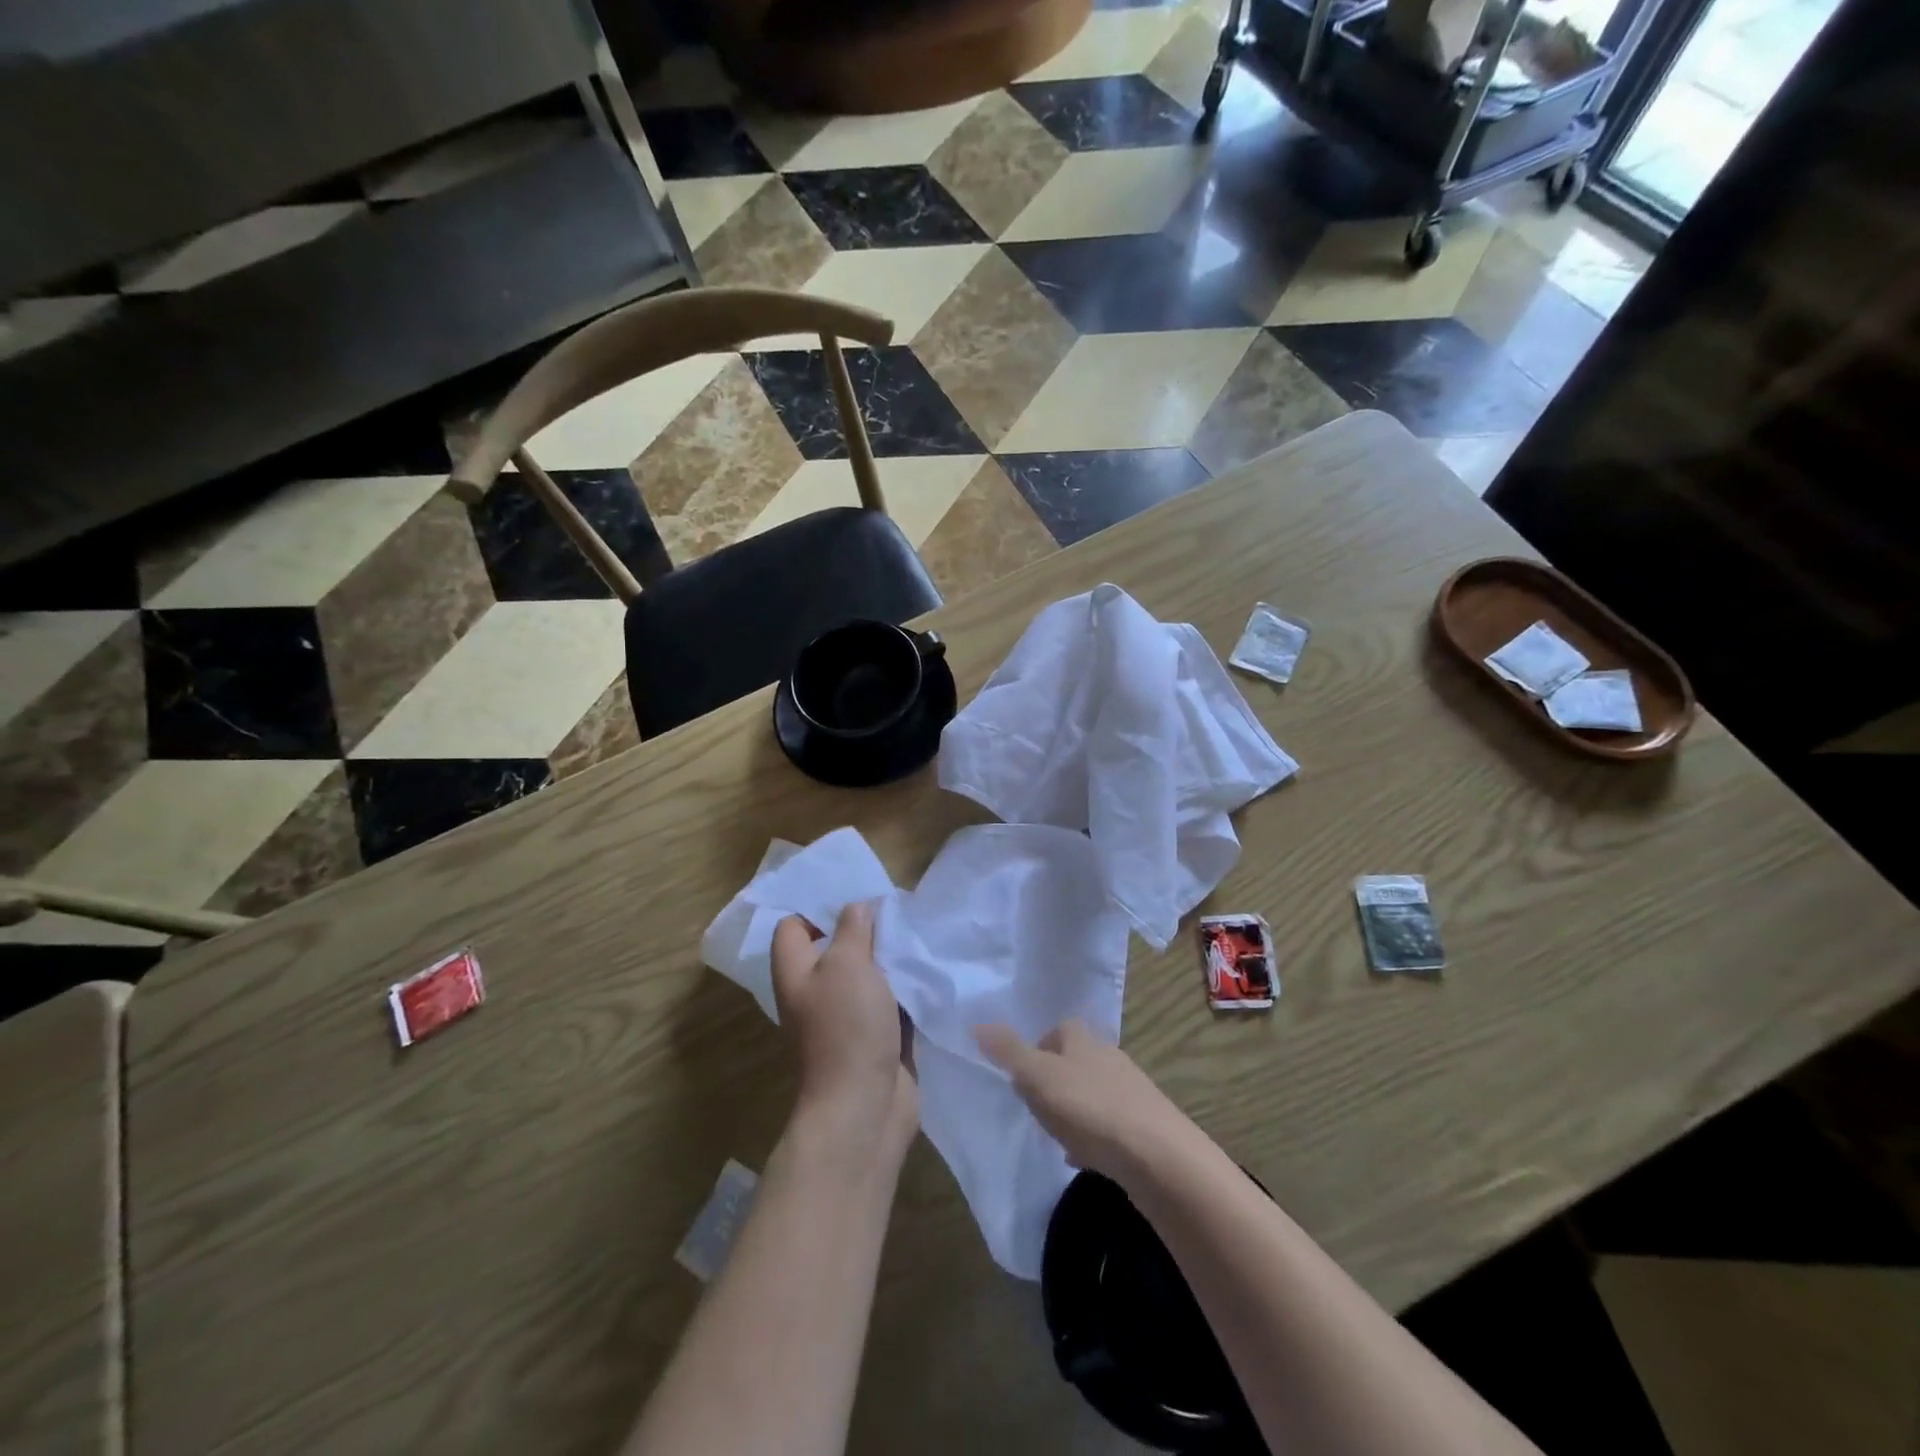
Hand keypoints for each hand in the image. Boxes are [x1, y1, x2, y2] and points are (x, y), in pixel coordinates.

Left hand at [772, 903, 917, 1160]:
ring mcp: (846, 1017)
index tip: (855, 895)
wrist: (864, 1106)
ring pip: (868, 975)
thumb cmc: (847, 1026)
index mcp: (796, 972)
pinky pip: (890, 1002)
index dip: (818, 908)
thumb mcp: (848, 964)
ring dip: (890, 959)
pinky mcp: (875, 1037)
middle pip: (836, 948)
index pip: (793, 927)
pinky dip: (906, 988)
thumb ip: (853, 930)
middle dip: (865, 930)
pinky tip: (929, 969)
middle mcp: (816, 992)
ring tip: (917, 933)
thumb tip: (856, 907)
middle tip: (896, 909)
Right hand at [975, 1020, 1198, 1188]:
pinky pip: (1110, 1124)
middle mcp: (1109, 1055)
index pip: (1057, 1030)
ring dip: (1075, 1110)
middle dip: (1055, 1081)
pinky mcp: (1145, 1125)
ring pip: (1093, 1093)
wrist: (1157, 1156)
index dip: (1037, 1049)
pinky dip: (1094, 1136)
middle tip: (1035, 1108)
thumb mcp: (1038, 1077)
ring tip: (1057, 1137)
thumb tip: (978, 1023)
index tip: (1021, 1077)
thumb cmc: (1089, 1108)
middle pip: (1075, 1061)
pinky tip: (1085, 1158)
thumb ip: (1008, 1052)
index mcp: (1083, 1038)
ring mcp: (1131, 1090)